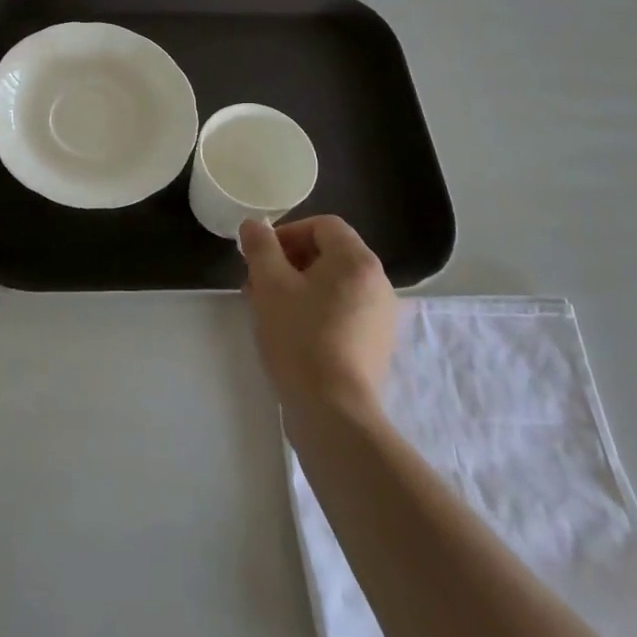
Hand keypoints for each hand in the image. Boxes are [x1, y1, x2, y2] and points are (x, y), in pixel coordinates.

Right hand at [239, 215, 396, 421]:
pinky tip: (293, 333)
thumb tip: (254, 225)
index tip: (261, 256)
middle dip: (290, 262)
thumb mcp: (270, 285)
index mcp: (357, 261)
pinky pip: (345, 311)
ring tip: (270, 310)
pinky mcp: (377, 344)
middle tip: (259, 283)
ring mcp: (382, 316)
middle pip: (330, 254)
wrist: (334, 411)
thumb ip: (261, 247)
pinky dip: (318, 310)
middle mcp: (379, 282)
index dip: (288, 233)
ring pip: (335, 284)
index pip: (323, 225)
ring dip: (300, 287)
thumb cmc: (300, 338)